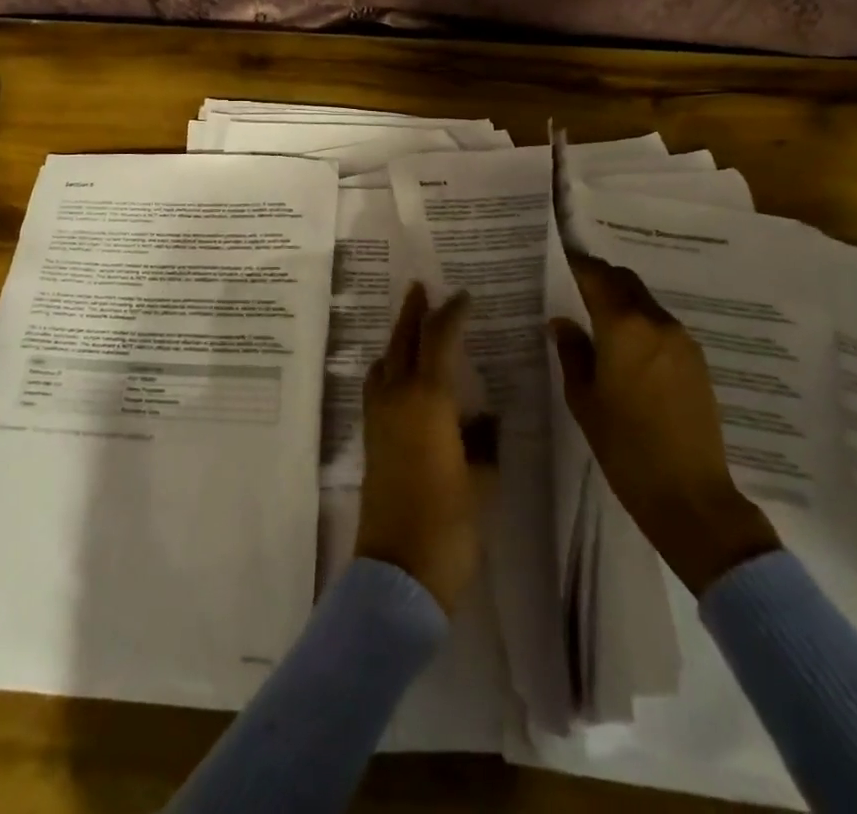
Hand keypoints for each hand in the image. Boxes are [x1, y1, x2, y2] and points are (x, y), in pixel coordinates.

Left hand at [355, 283, 494, 614]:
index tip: (463, 297)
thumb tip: (486, 418)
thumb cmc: (450, 523)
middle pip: (401, 341)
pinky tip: (399, 377)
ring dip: (397, 339)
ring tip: (411, 328)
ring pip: (384, 362)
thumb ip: (484, 441)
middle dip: (412, 313)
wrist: (399, 569)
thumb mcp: (482, 479)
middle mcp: (397, 397)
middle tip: (420, 288)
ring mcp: (378, 417)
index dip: (450, 314)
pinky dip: (388, 368)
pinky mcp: (370, 439)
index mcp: (427, 399)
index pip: (438, 340)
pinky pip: (377, 387)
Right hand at [547, 252, 780, 595]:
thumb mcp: (584, 399)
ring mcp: (682, 342)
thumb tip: (562, 322)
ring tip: (597, 317)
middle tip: (574, 285)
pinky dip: (640, 322)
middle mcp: (656, 323)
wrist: (691, 495)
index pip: (596, 277)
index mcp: (624, 327)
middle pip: (625, 281)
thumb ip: (572, 352)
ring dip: (621, 300)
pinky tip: (626, 346)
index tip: (558, 260)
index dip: (576, 264)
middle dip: (600, 277)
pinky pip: (661, 326)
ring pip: (645, 302)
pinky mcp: (697, 362)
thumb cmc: (624, 446)